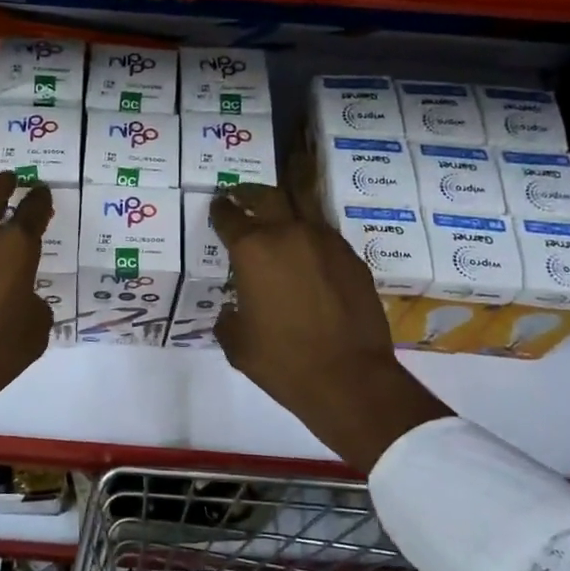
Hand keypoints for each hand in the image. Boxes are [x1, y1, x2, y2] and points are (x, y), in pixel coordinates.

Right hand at [212, 184, 450, 470]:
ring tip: (276, 212)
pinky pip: (326, 234)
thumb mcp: (238, 344)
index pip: (229, 217)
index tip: (216, 207)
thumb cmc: (283, 361)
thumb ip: (228, 318)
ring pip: (303, 206)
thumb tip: (232, 311)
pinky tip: (307, 251)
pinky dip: (311, 234)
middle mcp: (289, 234)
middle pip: (267, 196)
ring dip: (285, 205)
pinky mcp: (352, 258)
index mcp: (253, 250)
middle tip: (240, 195)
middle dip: (249, 193)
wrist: (349, 377)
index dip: (219, 210)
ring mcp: (326, 242)